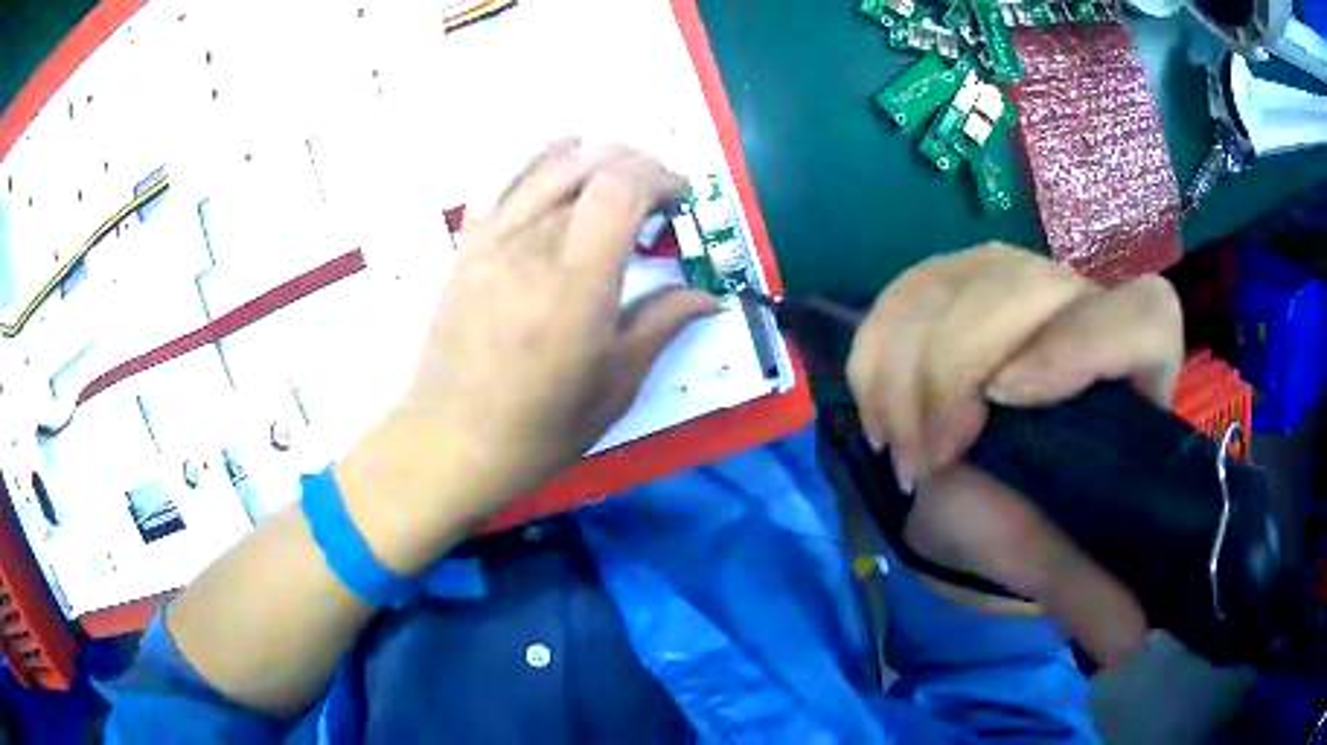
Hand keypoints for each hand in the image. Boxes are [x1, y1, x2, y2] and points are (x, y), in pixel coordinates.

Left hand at [347, 142, 715, 548]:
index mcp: (575, 285)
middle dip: (638, 166)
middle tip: (660, 194)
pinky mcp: (468, 247)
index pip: (622, 189)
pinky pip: (503, 182)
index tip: (683, 199)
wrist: (451, 442)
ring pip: (548, 166)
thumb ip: (663, 324)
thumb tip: (710, 296)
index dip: (661, 179)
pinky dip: (538, 156)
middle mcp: (531, 247)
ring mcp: (492, 241)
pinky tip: (562, 148)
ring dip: (596, 156)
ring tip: (622, 173)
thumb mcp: (614, 385)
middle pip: (590, 168)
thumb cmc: (540, 428)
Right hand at [847, 244, 1183, 664]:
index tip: (1006, 399)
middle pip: (1029, 285)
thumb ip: (1092, 592)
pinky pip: (904, 290)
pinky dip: (877, 354)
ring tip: (902, 448)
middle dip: (959, 369)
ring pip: (958, 279)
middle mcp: (1081, 308)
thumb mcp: (1056, 558)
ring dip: (907, 372)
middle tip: (932, 455)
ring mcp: (1012, 282)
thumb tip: (1130, 647)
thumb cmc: (1026, 519)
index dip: (1084, 342)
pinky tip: (881, 412)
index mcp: (1133, 369)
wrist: (974, 485)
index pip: (1144, 316)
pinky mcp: (953, 281)